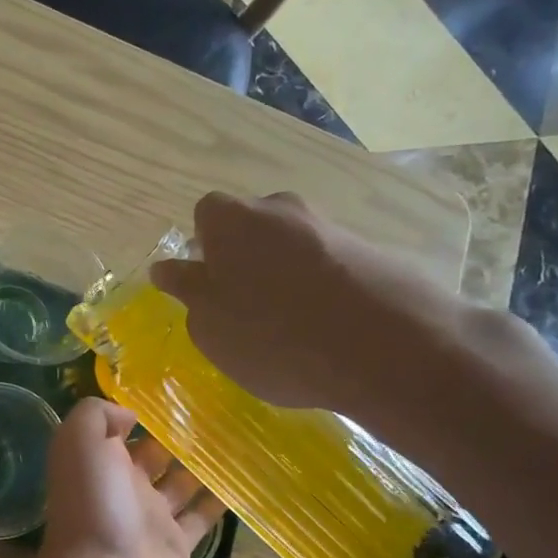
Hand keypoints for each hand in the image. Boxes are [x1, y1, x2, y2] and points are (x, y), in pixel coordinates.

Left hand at [35, 398, 223, 557]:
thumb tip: (129, 414)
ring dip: (203, 463)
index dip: (141, 410)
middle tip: (217, 409)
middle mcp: (124, 485)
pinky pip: (201, 516)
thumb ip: (96, 416)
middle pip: (155, 453)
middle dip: (178, 434)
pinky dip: (219, 500)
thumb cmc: (92, 504)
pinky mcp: (177, 544)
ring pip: (182, 482)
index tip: (175, 389)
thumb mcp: (79, 443)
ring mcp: (151, 517)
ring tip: (236, 436)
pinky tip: (244, 477)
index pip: (120, 428)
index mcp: (98, 461)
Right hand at [149, 192, 526, 446]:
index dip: (203, 250)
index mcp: (231, 220)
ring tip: (290, 327)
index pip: (205, 216)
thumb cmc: (274, 336)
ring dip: (284, 276)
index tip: (209, 287)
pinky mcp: (372, 251)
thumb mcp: (210, 326)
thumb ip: (188, 292)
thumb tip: (169, 269)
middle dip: (244, 260)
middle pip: (252, 227)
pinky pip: (330, 265)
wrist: (388, 347)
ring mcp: (331, 226)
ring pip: (292, 246)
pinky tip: (328, 330)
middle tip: (245, 309)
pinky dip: (322, 289)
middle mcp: (281, 209)